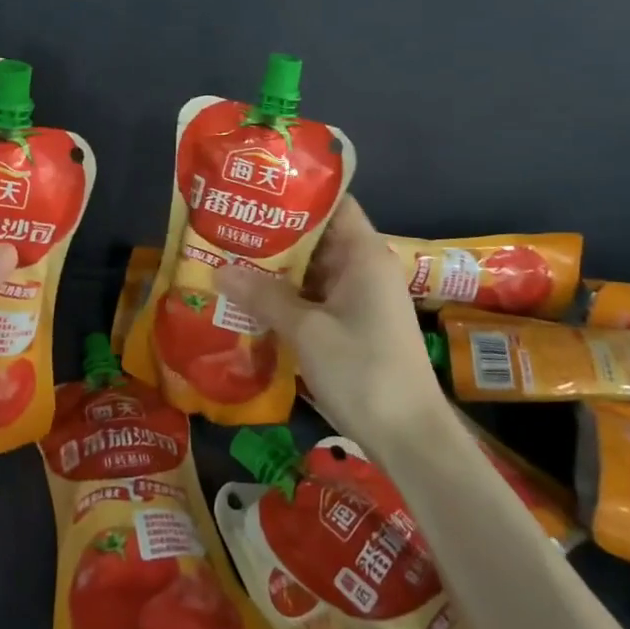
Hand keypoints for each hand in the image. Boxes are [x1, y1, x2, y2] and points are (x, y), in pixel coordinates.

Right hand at [213, 196, 445, 449]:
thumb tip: (219, 270)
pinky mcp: (354, 326)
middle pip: (318, 236)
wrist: (411, 439)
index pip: (333, 204)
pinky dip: (287, 296)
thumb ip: (263, 296)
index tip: (255, 189)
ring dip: (277, 267)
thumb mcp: (306, 331)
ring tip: (230, 257)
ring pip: (313, 270)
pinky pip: (315, 298)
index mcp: (363, 254)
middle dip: (275, 232)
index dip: (296, 192)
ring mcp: (360, 299)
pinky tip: (252, 299)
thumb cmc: (363, 371)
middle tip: (228, 224)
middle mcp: (364, 268)